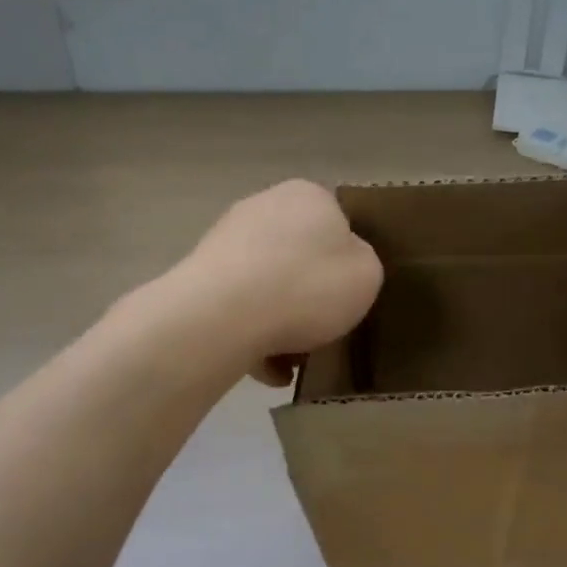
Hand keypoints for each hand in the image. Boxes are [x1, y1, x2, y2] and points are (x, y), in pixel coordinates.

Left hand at [179, 179, 382, 384]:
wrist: (224, 314)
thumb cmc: (308, 286)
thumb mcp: (367, 274)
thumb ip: (362, 263)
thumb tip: (341, 265)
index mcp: (308, 196)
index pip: (337, 223)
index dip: (346, 263)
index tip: (348, 296)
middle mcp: (263, 206)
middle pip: (299, 257)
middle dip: (309, 295)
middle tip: (323, 329)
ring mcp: (226, 240)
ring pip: (267, 286)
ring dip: (281, 322)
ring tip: (292, 361)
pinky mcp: (199, 276)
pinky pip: (239, 309)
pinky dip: (254, 336)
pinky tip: (268, 370)